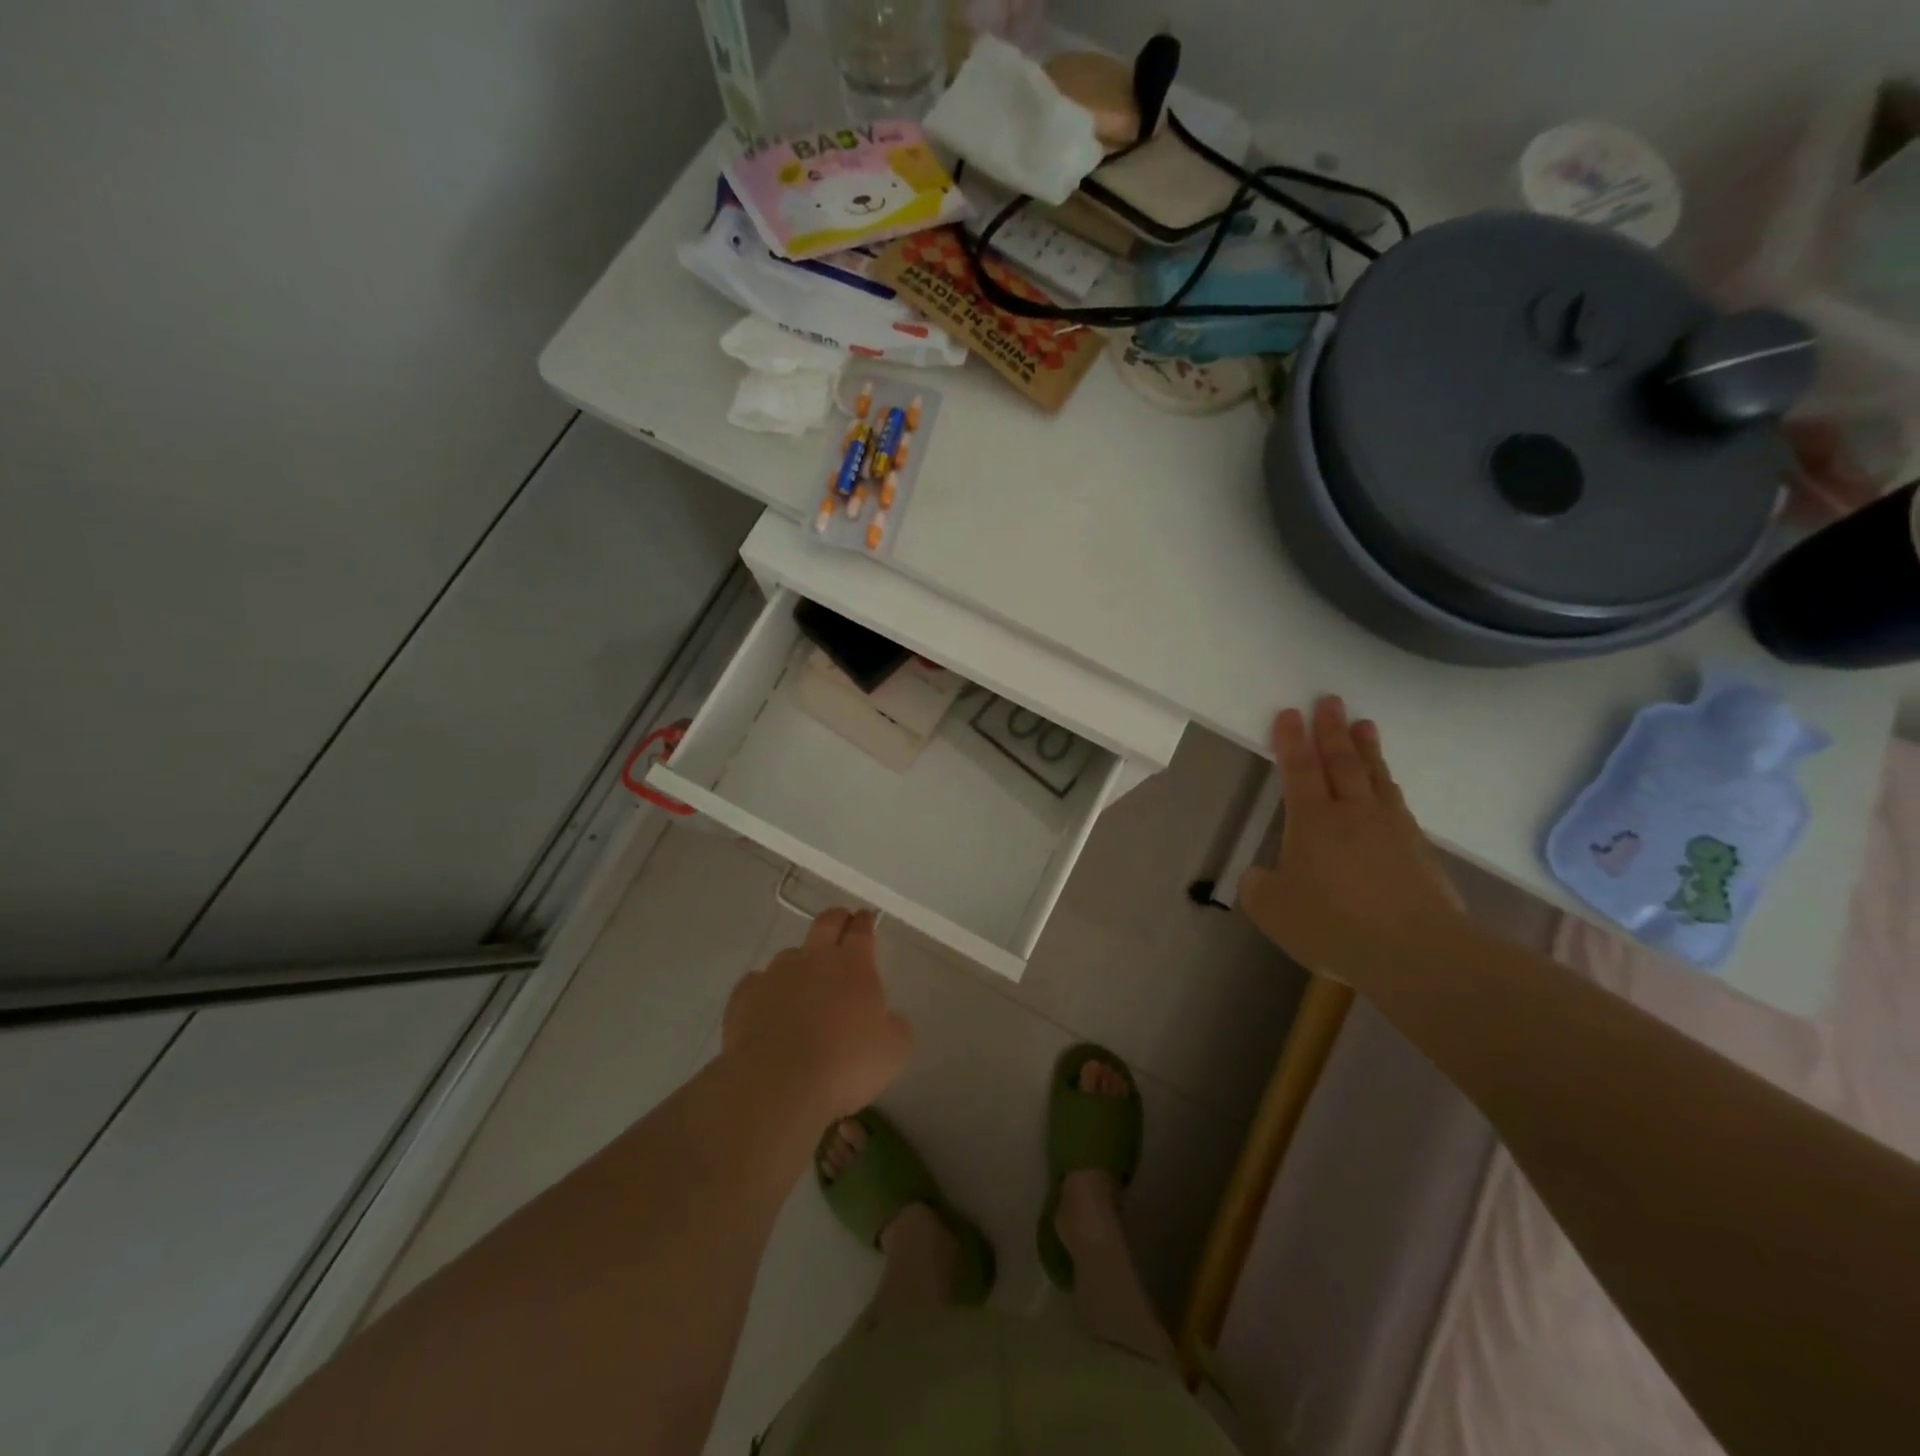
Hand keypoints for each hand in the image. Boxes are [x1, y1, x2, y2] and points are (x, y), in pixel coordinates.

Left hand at [722, 908, 912, 1118]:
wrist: (779, 1085)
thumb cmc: (846, 1065)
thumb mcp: (894, 1050)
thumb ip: (895, 1026)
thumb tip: (888, 1019)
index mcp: (854, 966)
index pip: (861, 931)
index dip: (865, 921)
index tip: (866, 916)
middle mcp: (814, 959)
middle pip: (825, 924)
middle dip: (836, 918)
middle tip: (841, 919)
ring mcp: (775, 975)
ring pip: (790, 954)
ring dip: (800, 961)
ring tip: (803, 980)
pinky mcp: (744, 997)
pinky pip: (757, 983)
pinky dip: (766, 989)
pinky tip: (768, 1006)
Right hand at [1238, 697, 1466, 985]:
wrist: (1415, 951)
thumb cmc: (1333, 924)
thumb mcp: (1273, 910)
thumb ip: (1260, 887)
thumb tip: (1261, 875)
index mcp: (1312, 821)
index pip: (1298, 769)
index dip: (1291, 740)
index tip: (1290, 712)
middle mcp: (1351, 813)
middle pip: (1341, 761)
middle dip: (1331, 730)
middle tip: (1330, 700)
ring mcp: (1390, 828)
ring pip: (1375, 776)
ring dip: (1366, 748)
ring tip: (1364, 725)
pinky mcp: (1419, 849)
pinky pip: (1397, 803)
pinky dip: (1388, 784)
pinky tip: (1388, 784)